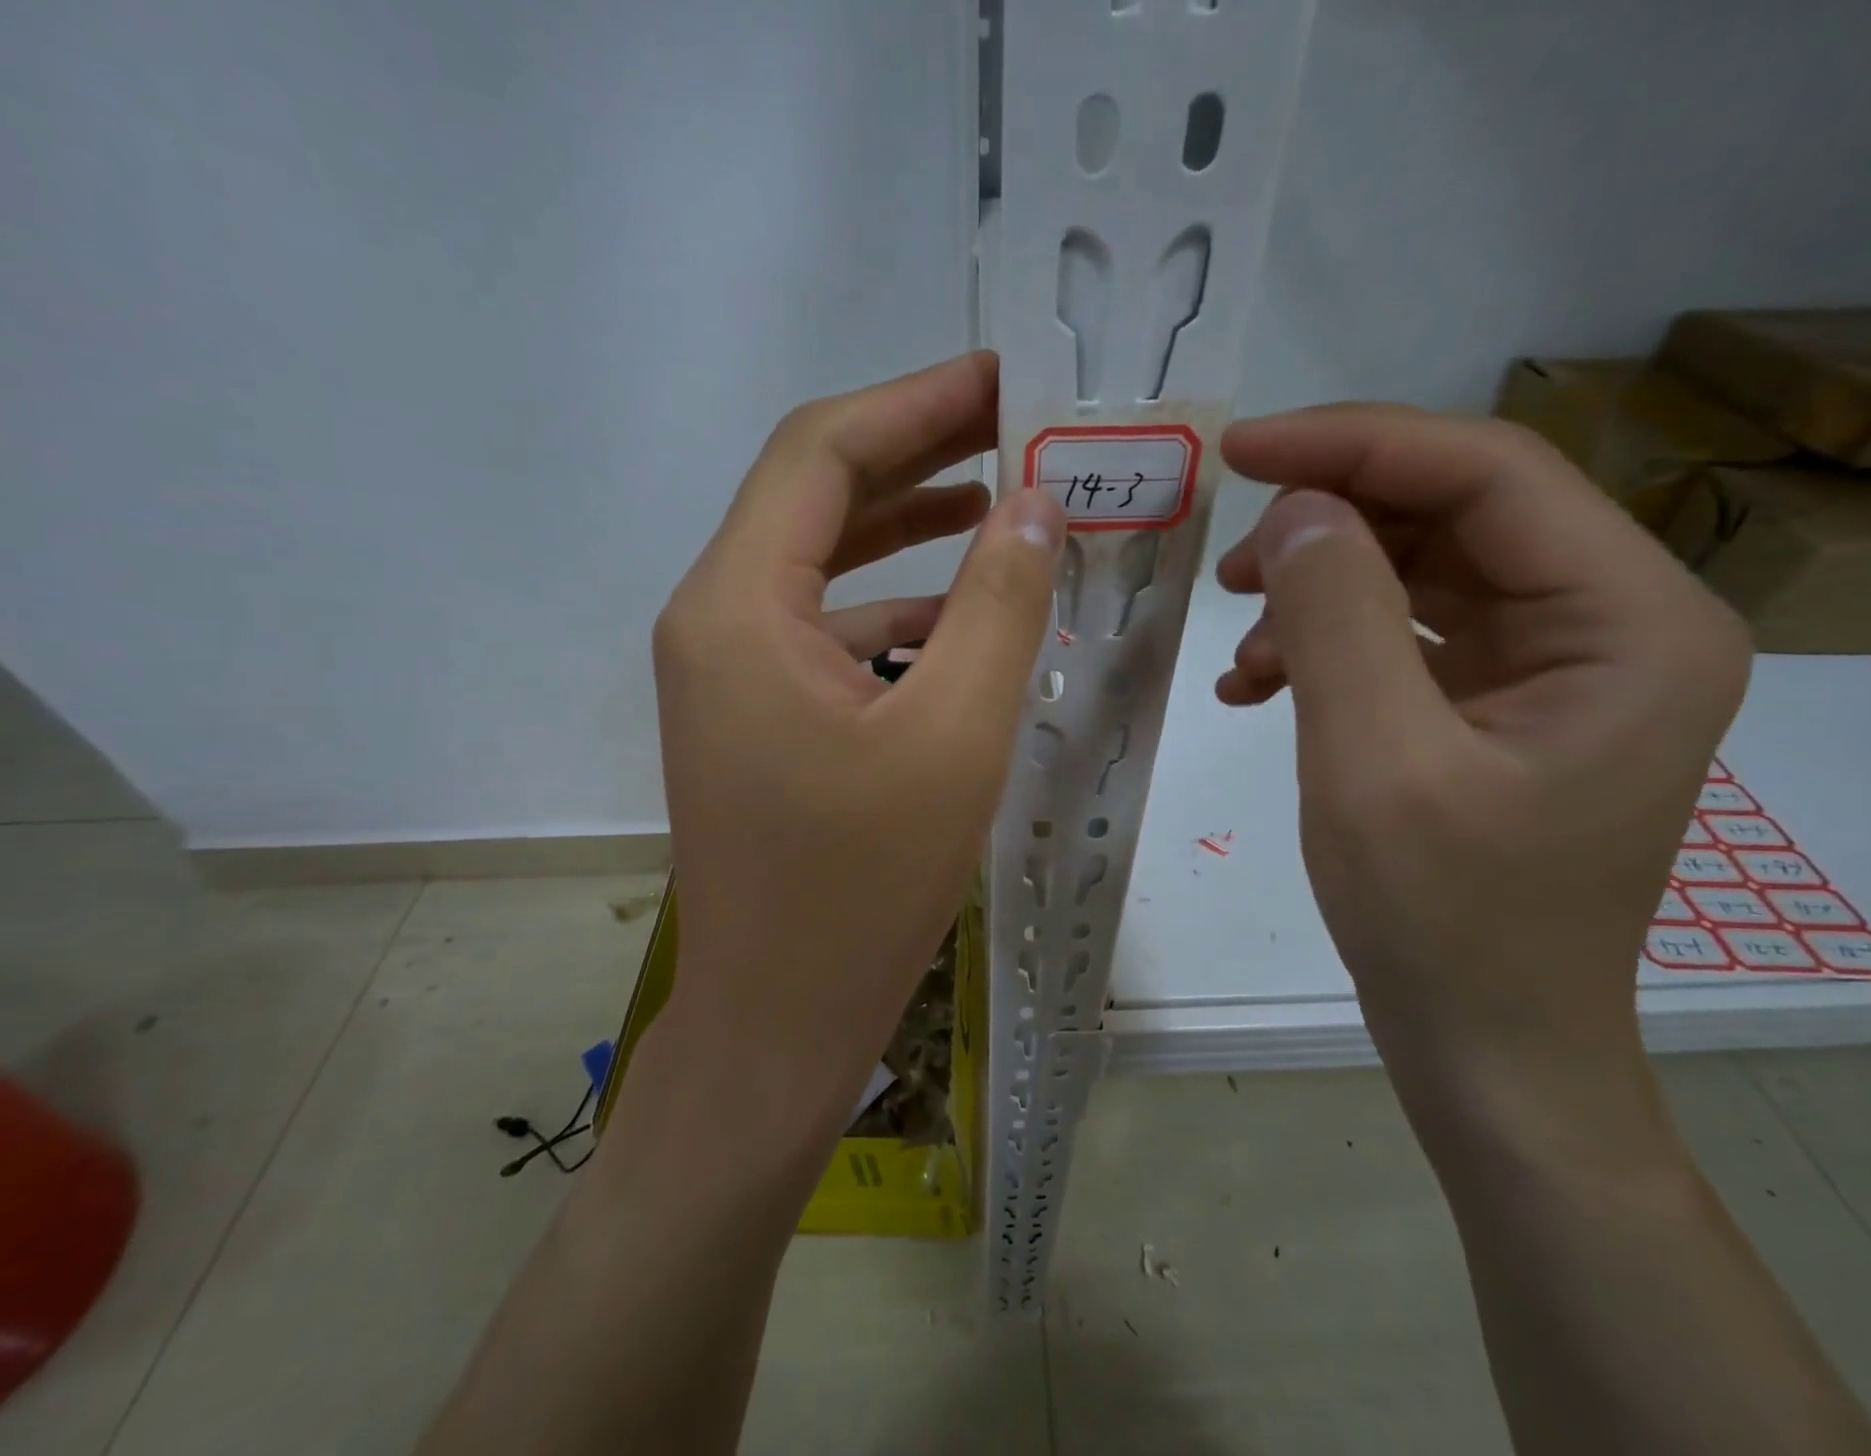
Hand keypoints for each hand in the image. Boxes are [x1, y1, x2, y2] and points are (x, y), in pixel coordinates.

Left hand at [648, 352, 1065, 1125]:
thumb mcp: (954, 735)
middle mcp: (714, 621)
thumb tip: (1034, 504)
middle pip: (816, 498)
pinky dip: (893, 606)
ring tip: (1002, 503)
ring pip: (823, 564)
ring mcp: (729, 672)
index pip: (820, 454)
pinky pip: (826, 628)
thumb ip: (997, 604)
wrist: (780, 1016)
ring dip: (908, 530)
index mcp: (739, 607)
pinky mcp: (755, 715)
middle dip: (917, 455)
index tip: (1001, 377)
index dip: (913, 403)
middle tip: (1015, 427)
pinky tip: (962, 615)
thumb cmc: (862, 886)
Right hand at [1214, 406, 1750, 1133]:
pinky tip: (1258, 686)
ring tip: (1242, 648)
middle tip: (1230, 570)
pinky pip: (1402, 635)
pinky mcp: (1493, 704)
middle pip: (1452, 515)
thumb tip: (1297, 508)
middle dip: (1328, 528)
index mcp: (1628, 622)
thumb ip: (1337, 617)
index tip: (1241, 449)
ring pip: (1417, 572)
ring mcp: (1550, 665)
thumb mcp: (1374, 760)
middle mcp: (1609, 624)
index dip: (1355, 445)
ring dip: (1316, 593)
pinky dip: (1324, 646)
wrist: (1483, 1043)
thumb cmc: (1445, 919)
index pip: (1488, 473)